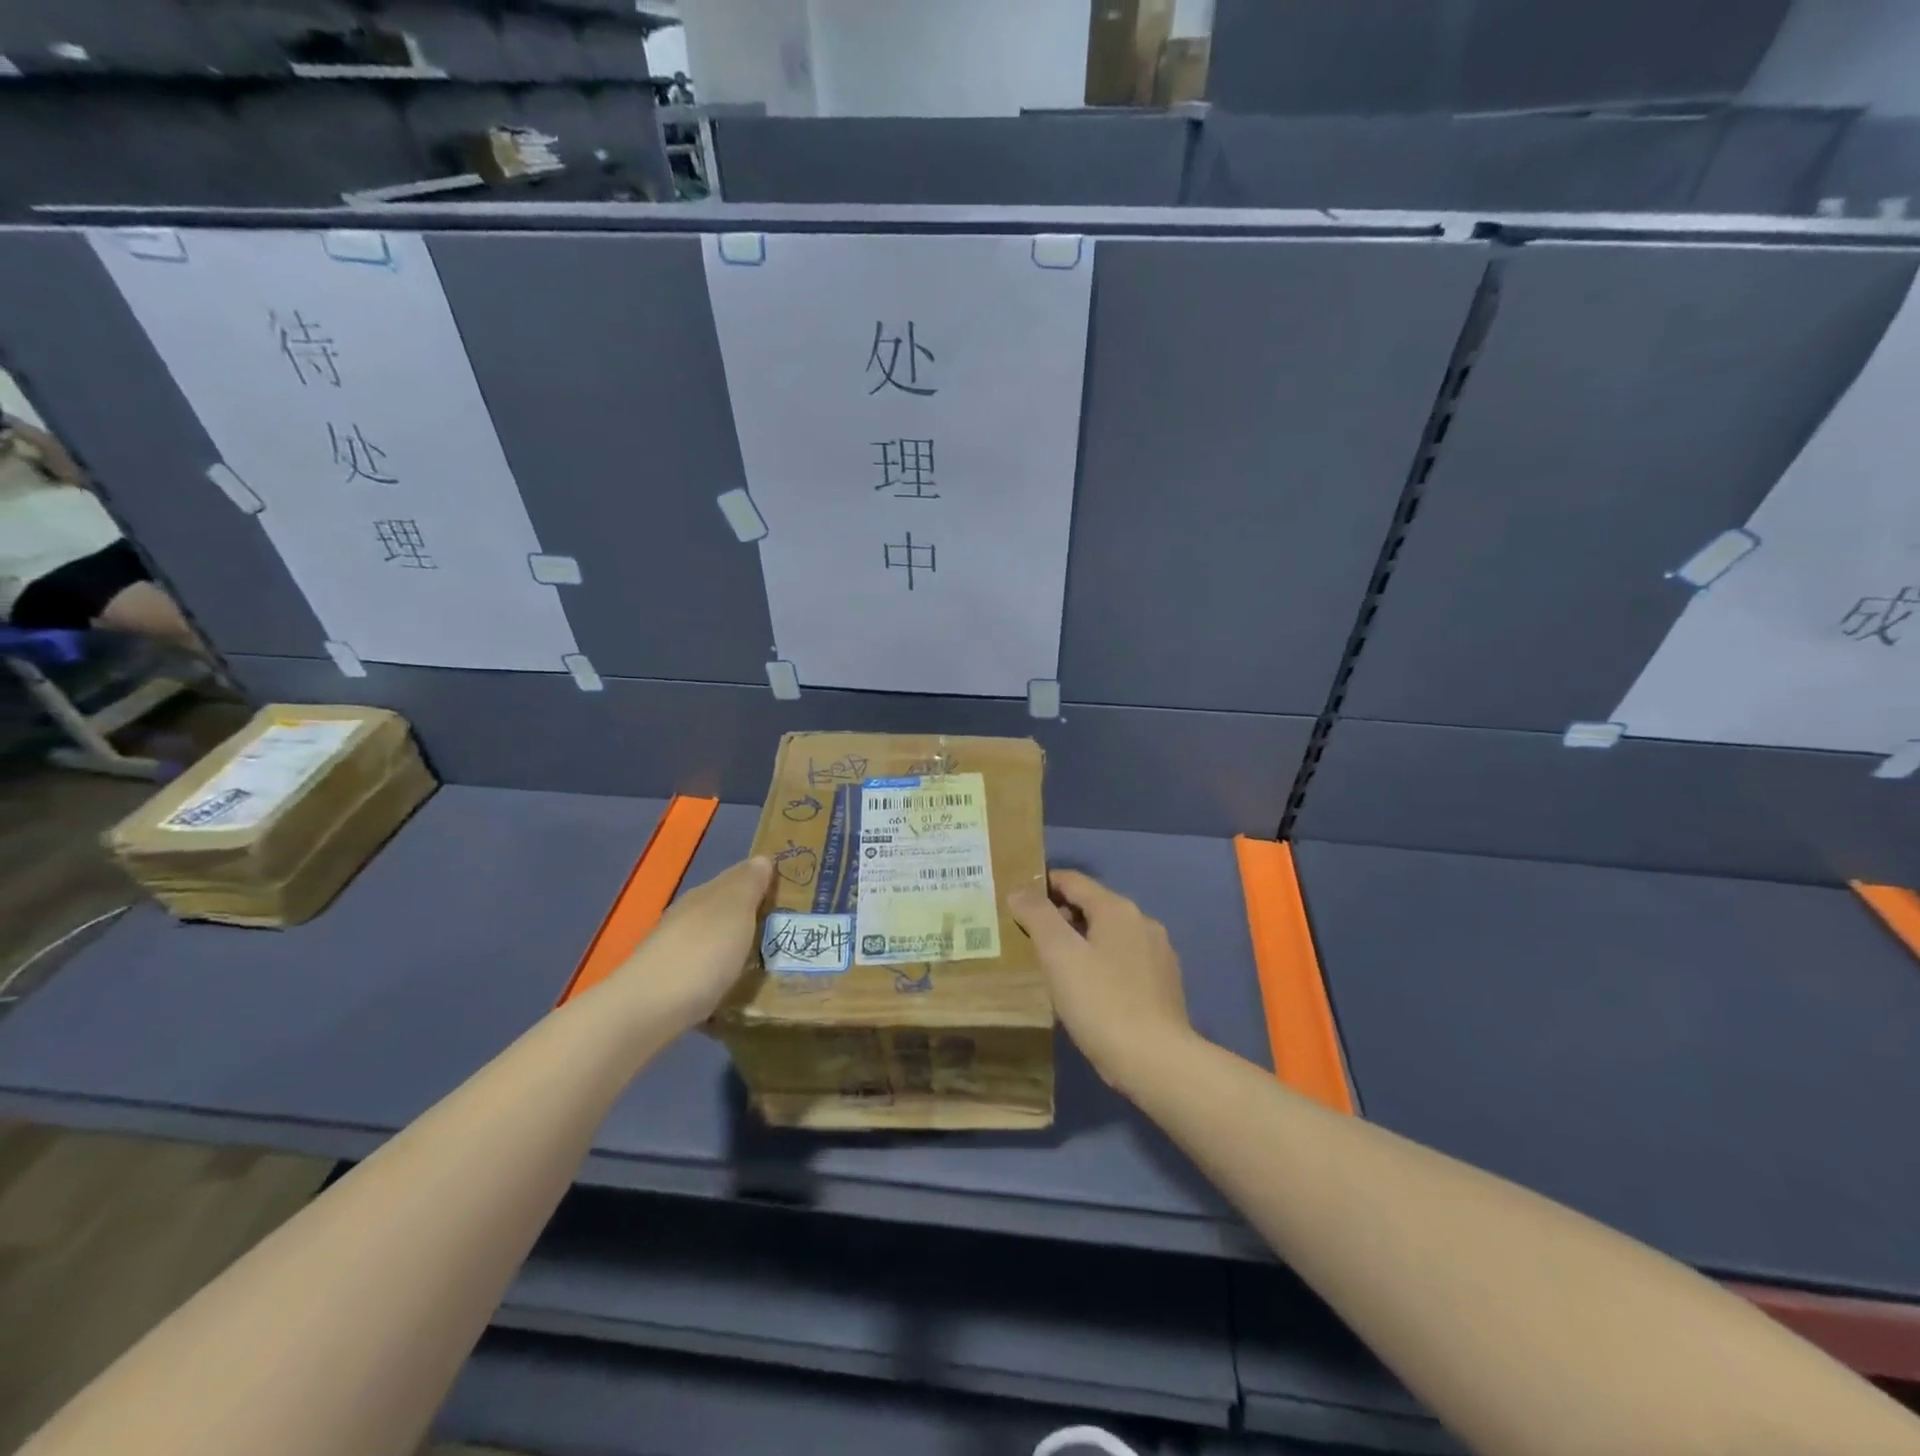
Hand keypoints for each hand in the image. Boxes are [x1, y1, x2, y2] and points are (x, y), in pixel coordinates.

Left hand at [611, 856, 771, 1035]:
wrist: (647, 1012)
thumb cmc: (701, 953)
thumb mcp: (735, 911)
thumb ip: (749, 884)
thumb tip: (762, 858)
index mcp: (705, 894)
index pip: (738, 876)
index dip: (763, 881)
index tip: (794, 894)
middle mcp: (687, 917)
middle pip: (726, 910)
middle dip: (753, 916)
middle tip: (789, 930)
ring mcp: (675, 952)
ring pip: (715, 942)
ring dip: (737, 948)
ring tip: (769, 965)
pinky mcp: (670, 986)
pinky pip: (706, 974)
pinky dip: (722, 978)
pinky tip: (737, 994)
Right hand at [1008, 870, 1194, 1095]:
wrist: (1156, 1062)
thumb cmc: (1101, 1002)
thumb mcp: (1058, 955)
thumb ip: (1037, 916)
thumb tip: (1019, 890)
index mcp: (1118, 909)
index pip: (1072, 881)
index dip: (1041, 885)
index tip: (1016, 901)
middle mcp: (1143, 922)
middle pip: (1092, 906)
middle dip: (1060, 916)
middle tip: (1029, 938)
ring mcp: (1158, 953)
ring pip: (1109, 935)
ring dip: (1081, 941)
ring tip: (1055, 966)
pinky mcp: (1164, 984)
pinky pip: (1124, 960)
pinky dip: (1101, 963)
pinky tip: (1088, 989)